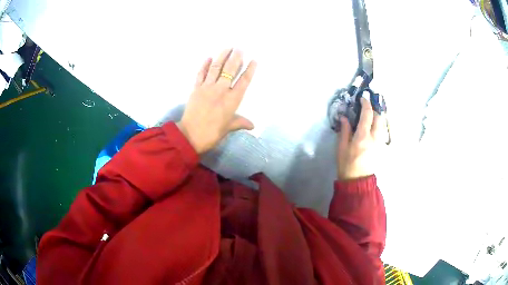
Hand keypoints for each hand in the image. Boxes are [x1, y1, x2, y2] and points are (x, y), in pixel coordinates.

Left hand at [177, 49, 256, 153]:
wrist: (190, 135)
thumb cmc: (212, 133)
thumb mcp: (228, 128)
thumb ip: (240, 123)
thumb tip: (252, 126)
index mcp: (232, 100)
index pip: (243, 81)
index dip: (249, 70)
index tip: (254, 60)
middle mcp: (221, 90)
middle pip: (230, 70)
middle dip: (236, 58)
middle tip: (240, 48)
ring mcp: (207, 87)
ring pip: (216, 68)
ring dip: (222, 56)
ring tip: (227, 47)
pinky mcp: (196, 88)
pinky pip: (201, 74)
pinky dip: (205, 65)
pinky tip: (209, 58)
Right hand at [337, 96, 383, 179]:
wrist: (357, 181)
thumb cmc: (347, 165)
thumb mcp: (342, 148)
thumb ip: (345, 130)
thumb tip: (345, 117)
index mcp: (363, 137)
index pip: (367, 115)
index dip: (366, 104)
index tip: (362, 99)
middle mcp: (374, 138)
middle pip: (379, 117)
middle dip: (374, 110)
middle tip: (367, 108)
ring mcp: (380, 143)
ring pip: (383, 125)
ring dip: (378, 117)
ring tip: (371, 117)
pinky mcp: (382, 148)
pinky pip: (383, 132)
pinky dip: (379, 126)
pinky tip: (374, 128)